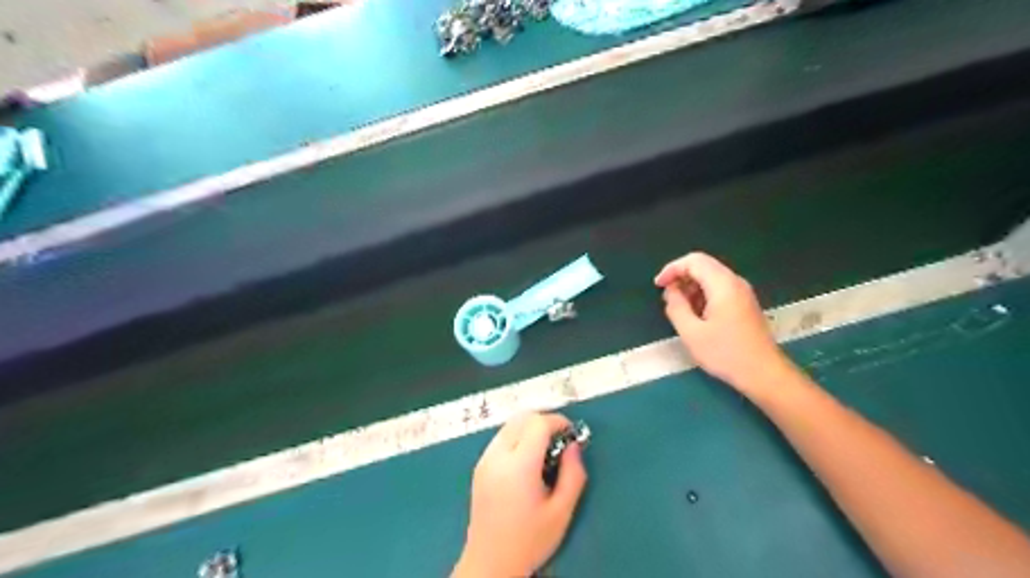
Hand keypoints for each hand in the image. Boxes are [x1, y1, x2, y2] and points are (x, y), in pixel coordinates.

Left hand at [452, 413, 587, 574]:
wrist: (489, 564)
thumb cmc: (529, 540)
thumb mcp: (561, 512)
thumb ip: (573, 474)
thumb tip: (573, 445)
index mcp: (518, 465)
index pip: (537, 424)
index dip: (558, 421)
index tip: (572, 434)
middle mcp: (497, 455)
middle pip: (521, 418)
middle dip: (544, 420)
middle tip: (561, 439)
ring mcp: (484, 459)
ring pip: (509, 425)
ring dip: (529, 427)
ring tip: (546, 449)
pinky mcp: (479, 466)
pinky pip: (500, 437)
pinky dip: (517, 436)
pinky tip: (527, 459)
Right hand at [654, 252, 790, 392]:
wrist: (764, 373)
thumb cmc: (725, 353)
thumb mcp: (691, 332)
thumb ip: (676, 307)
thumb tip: (671, 291)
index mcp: (723, 285)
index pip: (694, 261)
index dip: (672, 269)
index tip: (658, 285)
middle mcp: (735, 282)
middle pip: (703, 266)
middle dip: (681, 277)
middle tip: (667, 298)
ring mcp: (743, 293)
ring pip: (711, 277)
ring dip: (692, 288)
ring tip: (679, 309)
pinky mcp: (745, 304)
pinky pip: (720, 289)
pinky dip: (703, 295)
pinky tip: (696, 315)